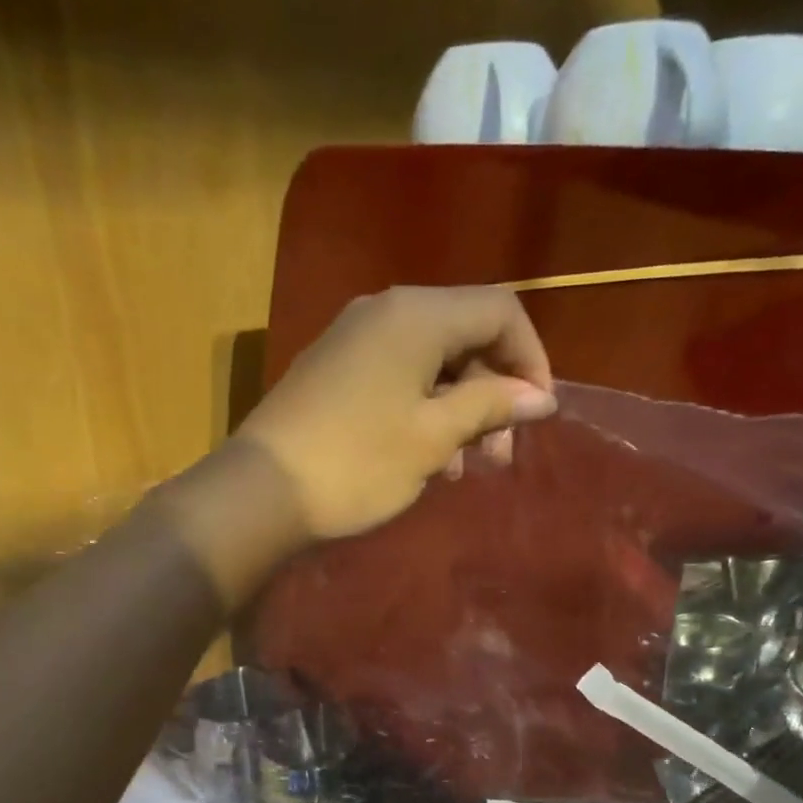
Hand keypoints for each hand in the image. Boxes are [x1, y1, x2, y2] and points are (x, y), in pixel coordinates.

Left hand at [234, 286, 557, 539]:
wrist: (262, 492)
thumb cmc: (358, 463)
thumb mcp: (434, 437)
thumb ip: (490, 406)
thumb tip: (540, 395)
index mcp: (417, 314)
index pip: (499, 310)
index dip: (531, 358)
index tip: (537, 413)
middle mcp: (385, 311)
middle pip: (465, 334)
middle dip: (494, 391)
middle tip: (500, 452)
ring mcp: (354, 339)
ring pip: (432, 362)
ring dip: (459, 408)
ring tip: (464, 466)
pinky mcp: (335, 370)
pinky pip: (398, 378)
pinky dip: (424, 411)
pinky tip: (427, 460)